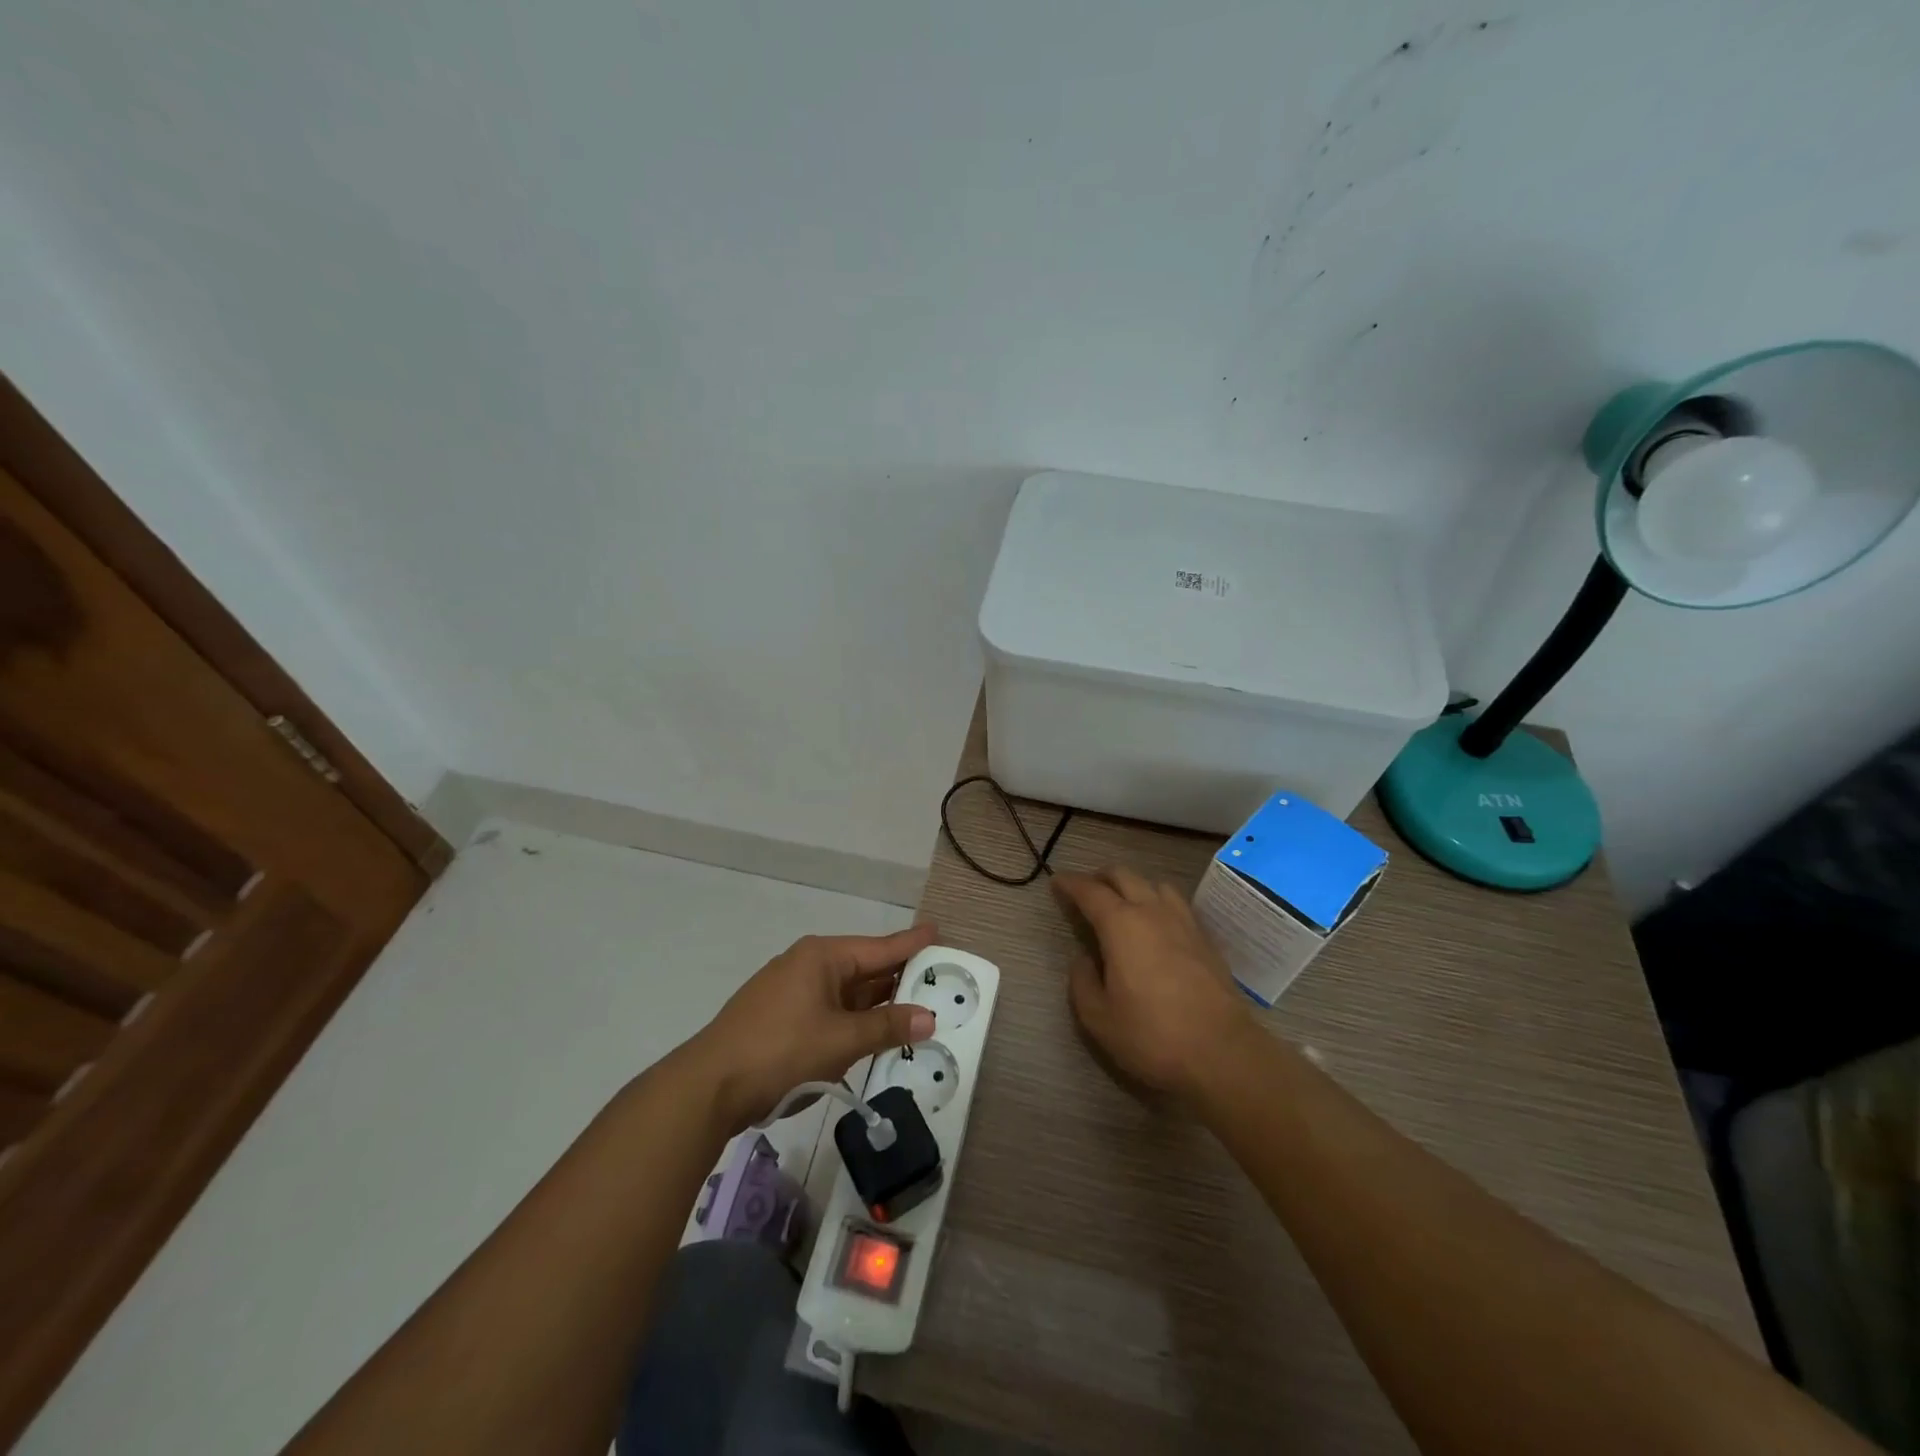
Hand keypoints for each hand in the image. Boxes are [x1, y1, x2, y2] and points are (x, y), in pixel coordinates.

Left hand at [688, 926, 939, 1128]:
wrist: (709, 1087)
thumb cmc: (781, 1051)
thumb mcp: (841, 1041)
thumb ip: (887, 1027)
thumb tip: (929, 1016)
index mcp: (823, 957)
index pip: (880, 947)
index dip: (911, 943)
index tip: (937, 931)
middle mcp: (807, 964)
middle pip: (864, 967)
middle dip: (898, 977)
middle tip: (937, 978)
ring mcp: (790, 991)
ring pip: (846, 992)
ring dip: (876, 1003)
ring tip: (913, 1005)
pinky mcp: (780, 1017)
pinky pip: (829, 1009)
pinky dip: (854, 1018)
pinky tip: (871, 1031)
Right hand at [1054, 867, 1255, 1100]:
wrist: (1222, 1053)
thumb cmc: (1152, 1036)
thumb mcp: (1098, 1018)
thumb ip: (1082, 982)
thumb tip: (1085, 959)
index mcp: (1121, 925)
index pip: (1090, 891)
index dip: (1070, 883)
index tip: (1056, 882)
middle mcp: (1153, 912)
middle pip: (1124, 876)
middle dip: (1100, 877)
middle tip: (1086, 890)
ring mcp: (1184, 922)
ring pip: (1155, 884)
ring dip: (1134, 886)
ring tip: (1123, 903)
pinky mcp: (1206, 939)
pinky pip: (1177, 904)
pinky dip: (1158, 902)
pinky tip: (1157, 925)